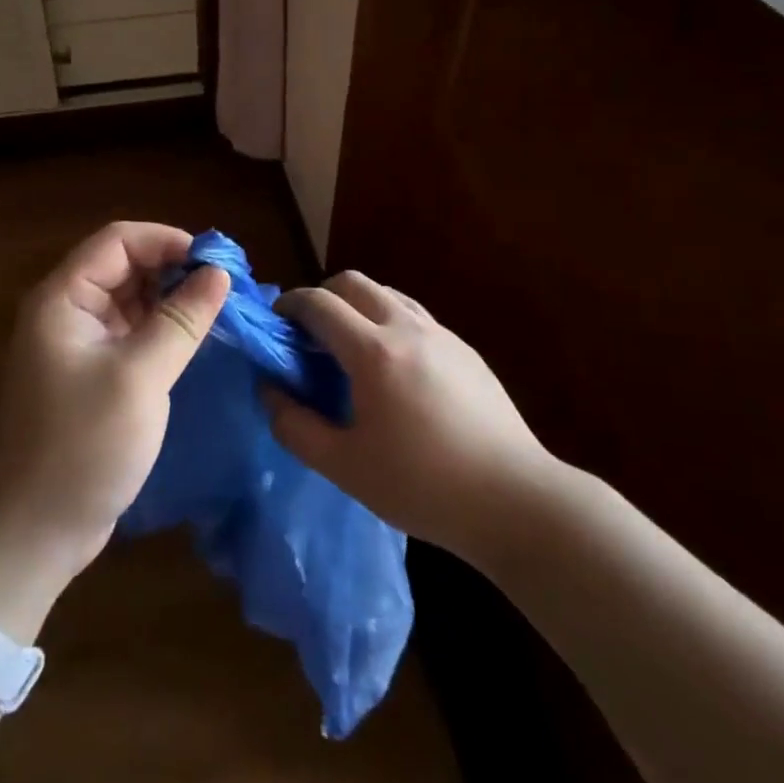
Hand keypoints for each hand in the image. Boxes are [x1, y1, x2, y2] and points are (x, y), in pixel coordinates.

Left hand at [0, 222, 230, 619]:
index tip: (216, 261)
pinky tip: (198, 340)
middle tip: (227, 287)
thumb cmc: (82, 446)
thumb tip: (220, 273)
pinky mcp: (93, 374)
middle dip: (174, 268)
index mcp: (63, 298)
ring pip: (132, 299)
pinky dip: (164, 330)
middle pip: (125, 266)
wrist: (32, 533)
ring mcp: (79, 344)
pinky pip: (132, 333)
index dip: (168, 240)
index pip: (118, 240)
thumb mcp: (139, 377)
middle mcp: (68, 311)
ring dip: (172, 299)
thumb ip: (182, 320)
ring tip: (221, 310)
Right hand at [267, 271, 551, 563]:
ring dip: (358, 305)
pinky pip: (415, 316)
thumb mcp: (343, 466)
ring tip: (349, 347)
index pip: (319, 303)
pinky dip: (388, 321)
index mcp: (373, 351)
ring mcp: (442, 335)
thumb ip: (294, 426)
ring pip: (388, 293)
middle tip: (309, 334)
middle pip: (354, 282)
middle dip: (323, 296)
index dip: (290, 304)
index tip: (275, 322)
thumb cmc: (422, 486)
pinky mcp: (465, 350)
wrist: (514, 500)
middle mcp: (406, 327)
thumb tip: (269, 391)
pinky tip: (393, 368)